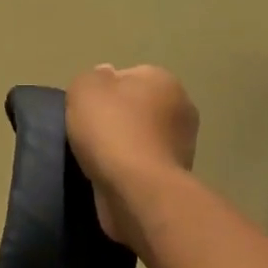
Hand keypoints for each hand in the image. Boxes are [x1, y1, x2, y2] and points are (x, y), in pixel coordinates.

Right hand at [65, 64, 198, 249]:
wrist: (136, 191)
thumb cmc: (112, 130)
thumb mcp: (85, 89)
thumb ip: (92, 77)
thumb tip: (105, 77)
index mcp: (164, 80)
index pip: (129, 76)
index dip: (104, 91)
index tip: (86, 109)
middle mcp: (181, 108)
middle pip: (137, 108)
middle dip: (116, 119)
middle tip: (89, 134)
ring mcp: (182, 145)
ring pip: (141, 138)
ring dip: (122, 147)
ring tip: (96, 159)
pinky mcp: (175, 177)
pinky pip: (143, 165)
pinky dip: (128, 170)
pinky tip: (110, 177)